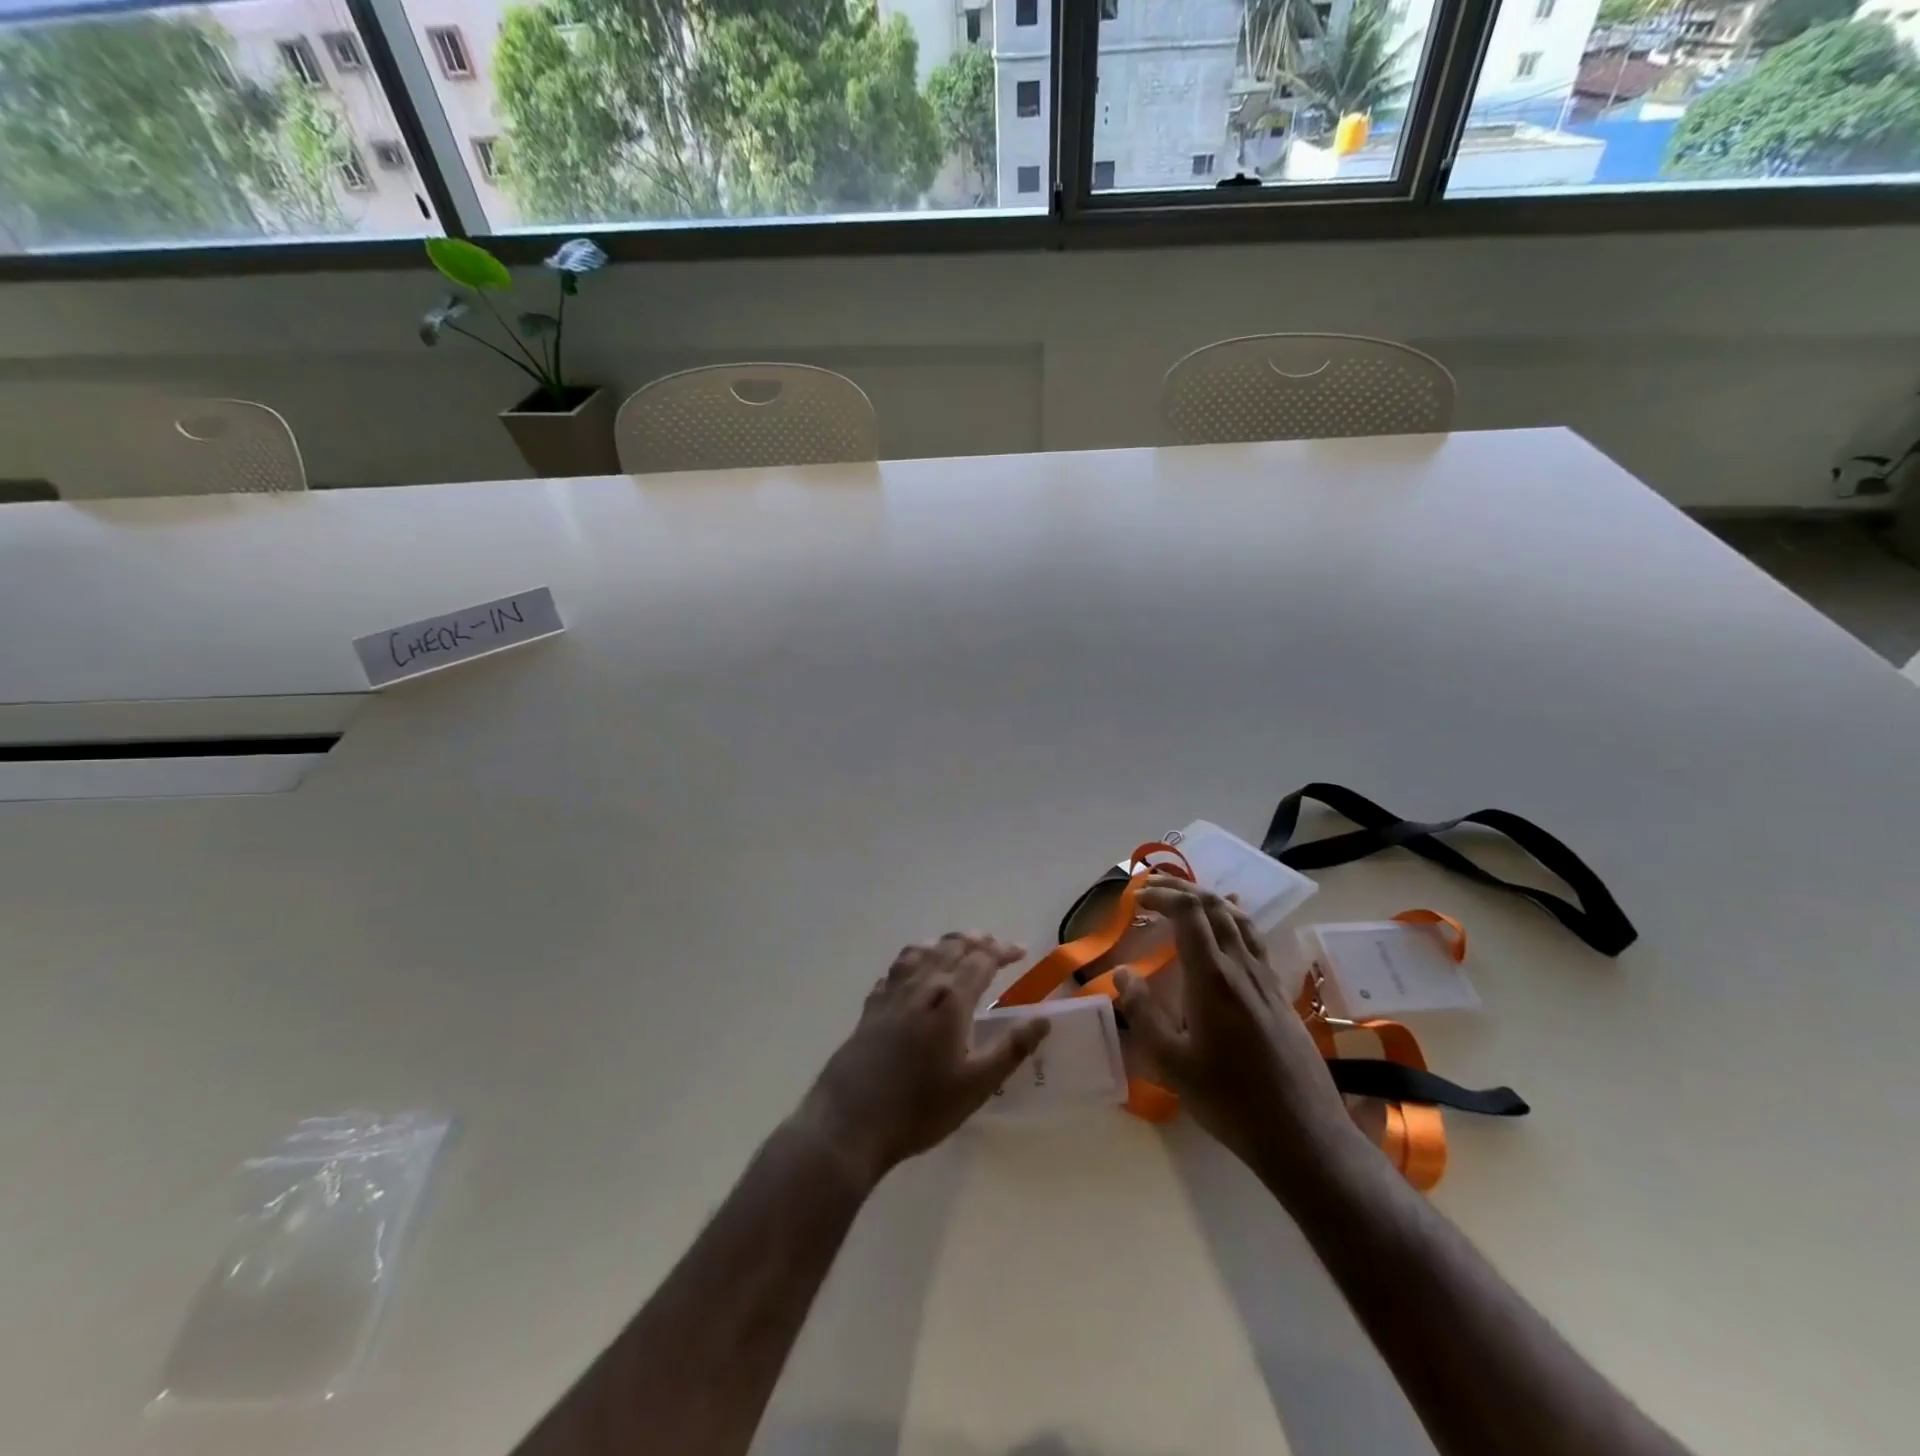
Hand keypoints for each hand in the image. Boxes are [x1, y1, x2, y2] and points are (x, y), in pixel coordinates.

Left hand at [798, 933, 1050, 1185]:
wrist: (850, 1121)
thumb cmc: (920, 1107)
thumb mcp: (976, 1085)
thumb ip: (1011, 1049)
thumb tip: (1042, 1019)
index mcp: (951, 998)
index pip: (982, 958)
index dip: (1003, 950)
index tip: (1020, 952)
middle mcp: (921, 984)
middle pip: (950, 946)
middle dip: (976, 940)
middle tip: (994, 946)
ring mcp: (891, 993)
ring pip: (920, 951)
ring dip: (943, 944)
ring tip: (956, 948)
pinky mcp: (870, 1007)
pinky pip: (895, 970)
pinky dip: (912, 962)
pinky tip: (912, 975)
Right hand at [1114, 877, 1358, 1181]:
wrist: (1303, 1134)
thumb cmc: (1229, 1100)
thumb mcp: (1172, 1063)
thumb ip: (1142, 1013)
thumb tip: (1122, 973)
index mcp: (1212, 978)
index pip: (1189, 913)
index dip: (1162, 896)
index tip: (1137, 899)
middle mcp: (1241, 967)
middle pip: (1215, 906)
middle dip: (1181, 890)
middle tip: (1152, 891)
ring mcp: (1266, 979)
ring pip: (1239, 919)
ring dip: (1209, 900)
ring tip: (1184, 900)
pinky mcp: (1280, 994)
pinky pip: (1255, 940)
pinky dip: (1233, 920)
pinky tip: (1228, 932)